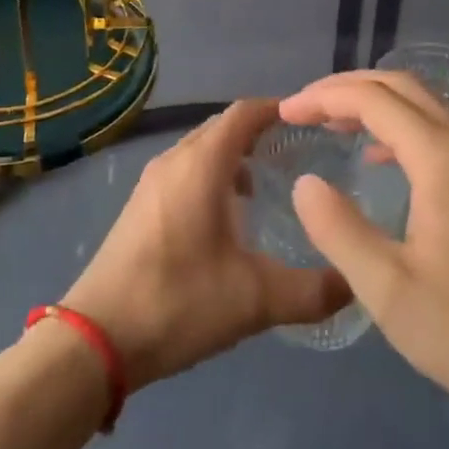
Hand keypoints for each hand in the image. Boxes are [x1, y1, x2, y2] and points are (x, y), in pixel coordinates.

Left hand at [61, 100, 349, 393]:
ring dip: (234, 156)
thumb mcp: (254, 300)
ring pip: (201, 149)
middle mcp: (175, 160)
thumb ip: (311, 291)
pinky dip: (211, 175)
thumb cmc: (177, 302)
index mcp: (202, 164)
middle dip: (259, 132)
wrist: (94, 340)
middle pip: (223, 127)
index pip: (245, 113)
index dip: (278, 109)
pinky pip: (184, 171)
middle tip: (298, 152)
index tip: (310, 121)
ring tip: (267, 184)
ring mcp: (152, 182)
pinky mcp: (140, 206)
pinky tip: (227, 216)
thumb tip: (355, 282)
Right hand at [282, 71, 448, 426]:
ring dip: (375, 102)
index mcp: (441, 157)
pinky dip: (401, 125)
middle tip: (302, 108)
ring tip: (331, 123)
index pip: (373, 99)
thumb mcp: (388, 290)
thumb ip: (339, 230)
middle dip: (346, 88)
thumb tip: (306, 183)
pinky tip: (380, 156)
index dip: (324, 98)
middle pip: (400, 86)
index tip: (285, 112)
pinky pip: (441, 128)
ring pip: (424, 103)